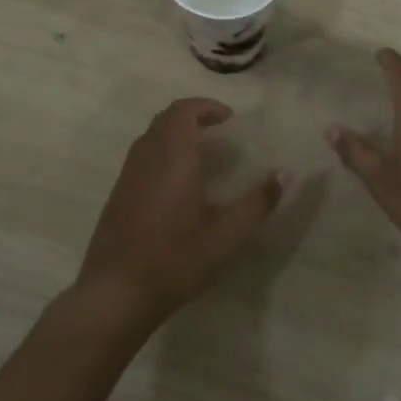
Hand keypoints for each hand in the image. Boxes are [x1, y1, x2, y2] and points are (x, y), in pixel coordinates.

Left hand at [75, 98, 287, 323]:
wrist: (116, 293)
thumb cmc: (176, 258)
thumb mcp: (227, 234)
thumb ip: (258, 202)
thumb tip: (285, 174)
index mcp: (172, 157)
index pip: (183, 111)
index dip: (206, 107)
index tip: (229, 117)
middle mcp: (146, 158)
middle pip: (165, 119)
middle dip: (192, 116)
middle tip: (218, 129)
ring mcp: (127, 176)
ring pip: (150, 137)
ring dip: (175, 134)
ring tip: (202, 152)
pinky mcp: (118, 195)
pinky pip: (142, 157)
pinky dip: (163, 152)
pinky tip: (178, 183)